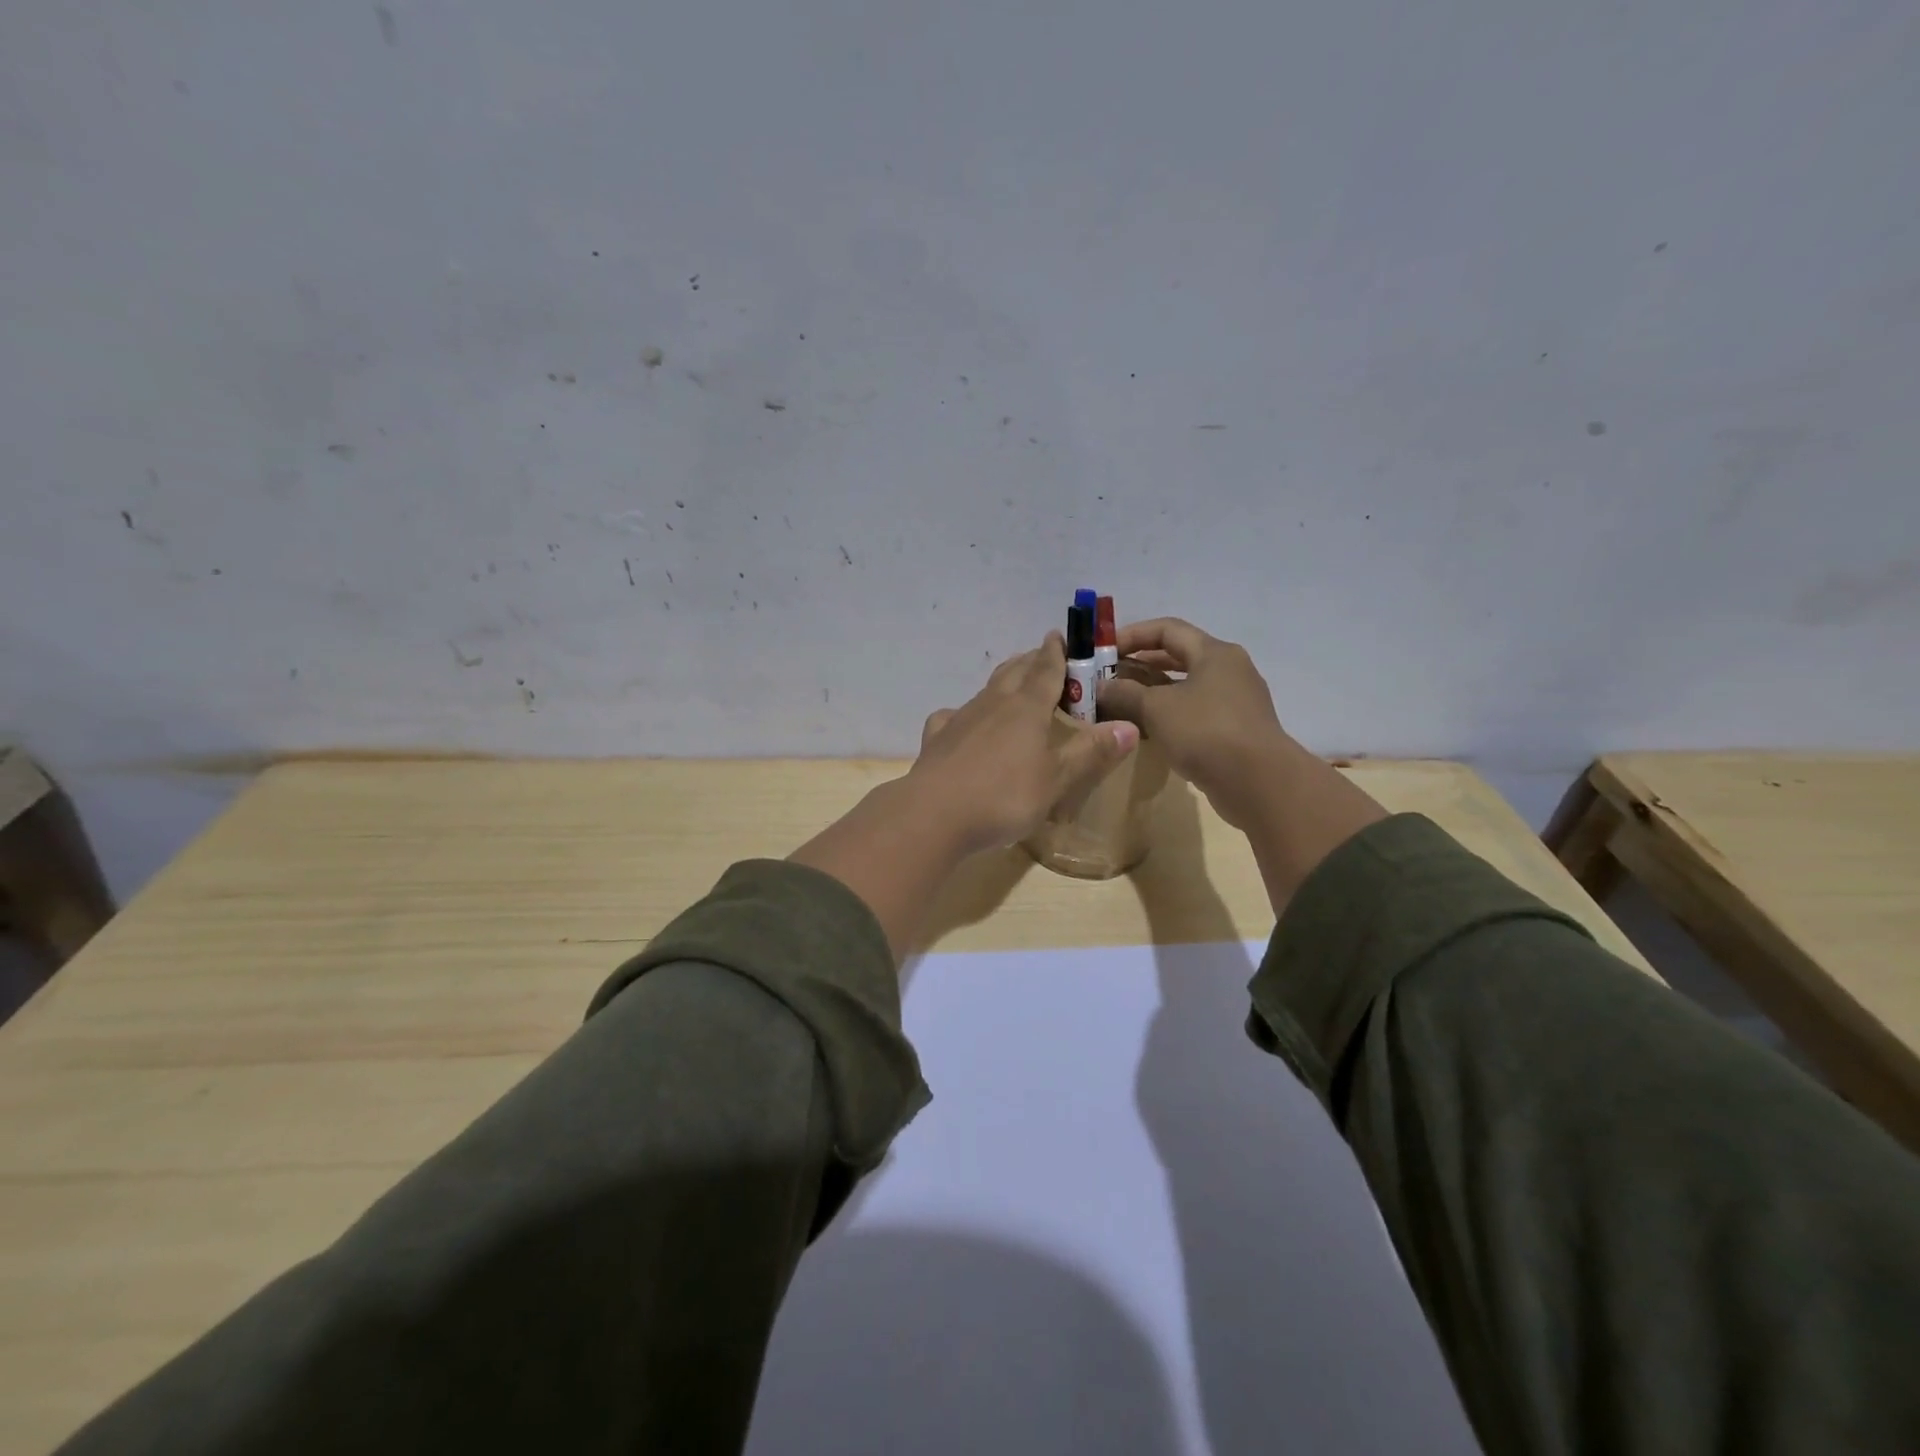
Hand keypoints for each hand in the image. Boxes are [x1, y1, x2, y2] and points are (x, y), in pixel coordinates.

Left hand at [791, 633, 1138, 960]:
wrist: (935, 814)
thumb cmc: (1005, 796)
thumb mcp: (1057, 779)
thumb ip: (1091, 752)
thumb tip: (1130, 725)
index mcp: (1027, 708)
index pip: (1047, 670)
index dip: (1057, 653)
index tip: (1060, 636)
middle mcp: (993, 704)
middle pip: (1014, 672)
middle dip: (1030, 661)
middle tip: (1042, 657)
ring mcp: (961, 719)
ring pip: (986, 691)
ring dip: (1002, 683)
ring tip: (1012, 686)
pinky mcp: (937, 739)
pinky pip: (952, 717)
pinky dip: (964, 715)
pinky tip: (962, 725)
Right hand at [1097, 615, 1387, 911]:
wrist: (1259, 783)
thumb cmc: (1205, 732)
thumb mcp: (1156, 708)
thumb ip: (1125, 693)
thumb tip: (1101, 687)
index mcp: (1214, 653)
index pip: (1168, 629)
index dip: (1133, 635)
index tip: (1104, 651)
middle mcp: (1230, 670)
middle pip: (1179, 656)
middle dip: (1141, 664)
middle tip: (1109, 677)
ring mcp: (1237, 701)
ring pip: (1187, 687)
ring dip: (1154, 692)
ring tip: (1123, 703)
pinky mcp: (1237, 730)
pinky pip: (1197, 712)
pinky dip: (1171, 714)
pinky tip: (1149, 730)